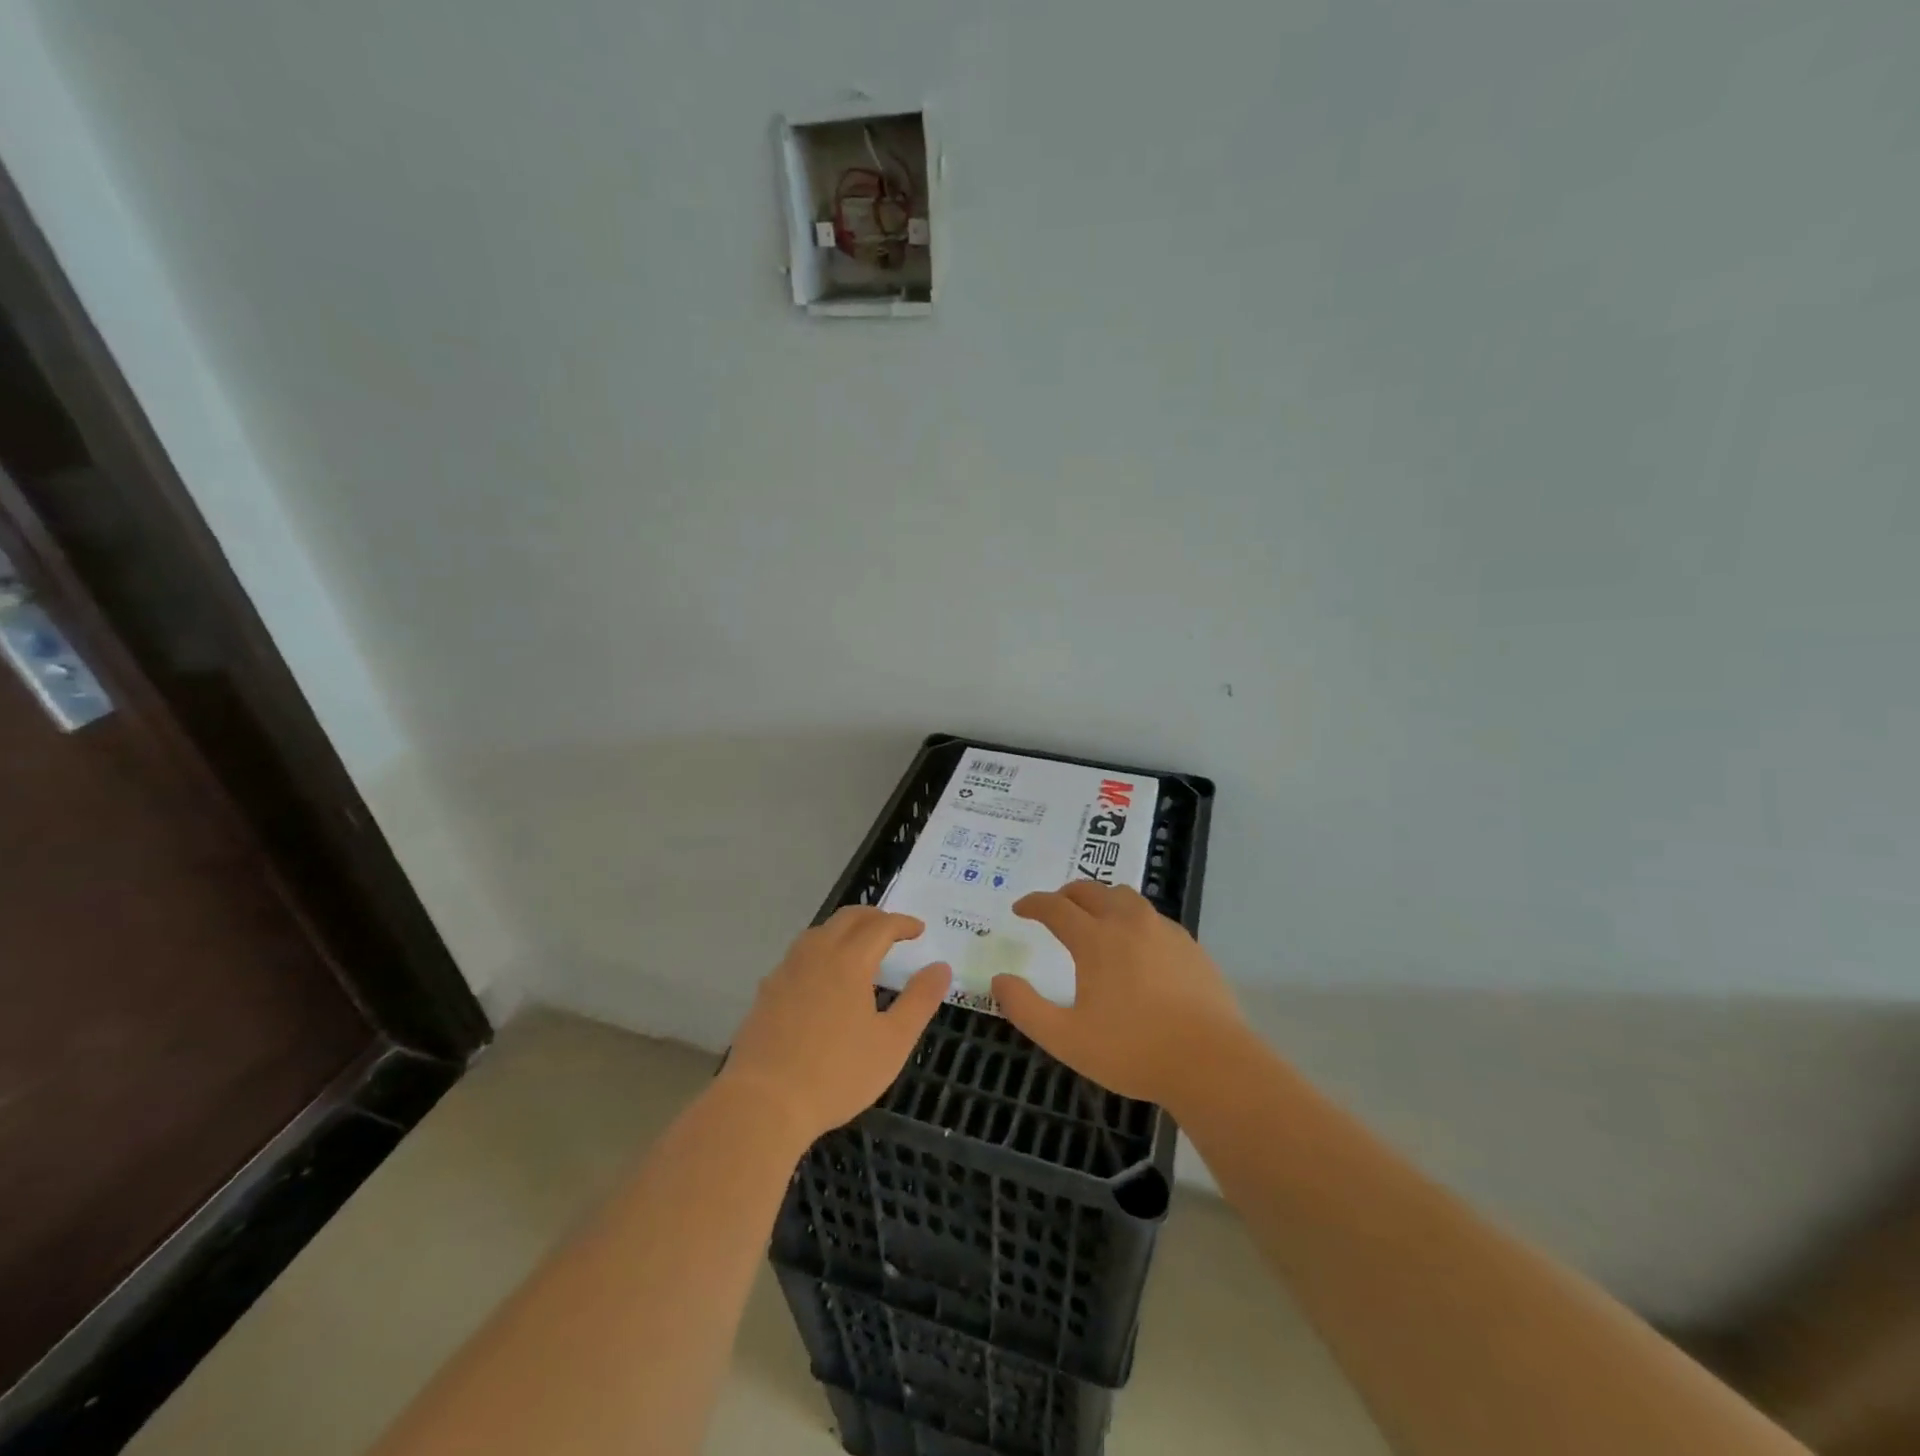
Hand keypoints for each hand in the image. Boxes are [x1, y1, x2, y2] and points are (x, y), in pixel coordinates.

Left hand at [720, 906, 950, 1144]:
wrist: (763, 1103)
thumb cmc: (837, 1074)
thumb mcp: (892, 1042)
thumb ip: (919, 1000)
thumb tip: (941, 967)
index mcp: (849, 961)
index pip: (881, 926)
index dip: (903, 923)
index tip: (919, 930)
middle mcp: (815, 955)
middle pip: (847, 919)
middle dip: (874, 917)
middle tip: (893, 929)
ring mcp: (786, 971)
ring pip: (818, 932)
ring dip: (844, 929)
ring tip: (859, 946)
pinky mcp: (767, 992)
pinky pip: (799, 955)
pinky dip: (820, 950)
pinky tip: (822, 977)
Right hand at [991, 881, 1245, 1113]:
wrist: (1211, 1063)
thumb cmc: (1132, 1051)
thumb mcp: (1066, 1039)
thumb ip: (1025, 1007)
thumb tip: (999, 980)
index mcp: (1095, 939)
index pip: (1055, 907)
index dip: (1033, 904)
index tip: (1020, 908)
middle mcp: (1128, 923)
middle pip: (1091, 890)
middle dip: (1066, 894)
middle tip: (1054, 909)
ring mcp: (1163, 930)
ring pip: (1125, 896)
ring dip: (1101, 899)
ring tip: (1094, 919)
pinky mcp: (1189, 945)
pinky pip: (1152, 917)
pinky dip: (1131, 918)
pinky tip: (1135, 945)